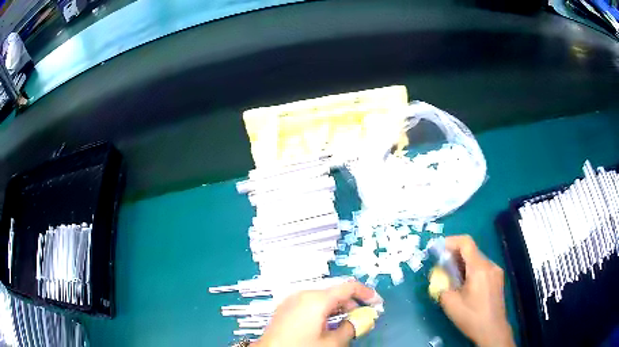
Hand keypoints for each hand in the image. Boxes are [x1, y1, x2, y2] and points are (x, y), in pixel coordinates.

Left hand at [254, 280, 378, 346]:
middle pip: (335, 293)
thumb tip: (363, 320)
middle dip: (352, 304)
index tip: (377, 303)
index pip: (349, 287)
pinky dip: (324, 311)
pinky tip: (327, 325)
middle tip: (362, 319)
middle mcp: (303, 294)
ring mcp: (292, 300)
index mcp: (317, 299)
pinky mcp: (286, 308)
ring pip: (322, 299)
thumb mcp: (332, 342)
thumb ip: (352, 328)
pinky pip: (310, 304)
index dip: (366, 293)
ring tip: (346, 324)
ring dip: (338, 309)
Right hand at [440, 235, 514, 346]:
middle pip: (471, 251)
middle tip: (442, 267)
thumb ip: (442, 286)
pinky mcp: (497, 279)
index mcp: (479, 268)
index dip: (451, 241)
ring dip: (463, 264)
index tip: (438, 249)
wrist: (492, 330)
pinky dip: (471, 270)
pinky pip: (482, 268)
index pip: (466, 243)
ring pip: (477, 260)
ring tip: (452, 279)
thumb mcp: (451, 304)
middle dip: (454, 255)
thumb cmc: (471, 317)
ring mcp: (496, 271)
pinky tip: (465, 285)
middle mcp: (490, 265)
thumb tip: (439, 276)